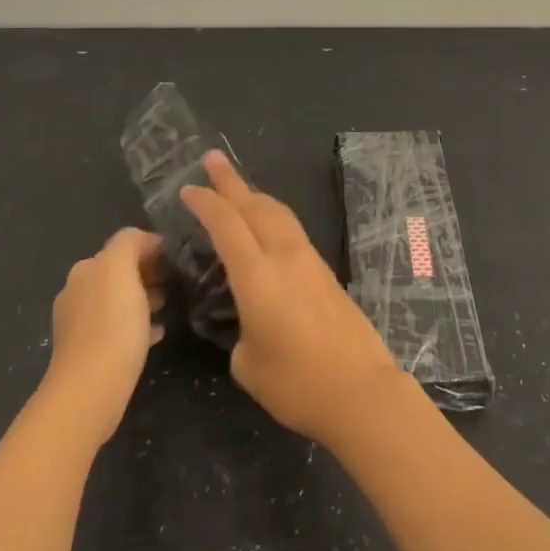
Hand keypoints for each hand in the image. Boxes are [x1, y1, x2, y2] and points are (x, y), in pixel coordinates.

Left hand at [42, 227, 165, 445]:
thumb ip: (130, 243)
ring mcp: (81, 325)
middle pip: (119, 273)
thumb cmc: (111, 324)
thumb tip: (145, 241)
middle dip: (148, 273)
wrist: (90, 389)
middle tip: (177, 281)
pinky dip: (139, 325)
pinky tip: (158, 333)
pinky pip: (119, 330)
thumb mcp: (121, 268)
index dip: (152, 247)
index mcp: (85, 270)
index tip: (177, 258)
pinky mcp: (90, 353)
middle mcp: (78, 292)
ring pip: (120, 301)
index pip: (123, 245)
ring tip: (170, 305)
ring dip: (144, 298)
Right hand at [181, 152, 403, 445]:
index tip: (187, 189)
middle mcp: (284, 256)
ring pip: (278, 213)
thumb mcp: (248, 363)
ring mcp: (309, 260)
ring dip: (254, 196)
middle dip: (230, 181)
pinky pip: (291, 229)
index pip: (226, 224)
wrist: (362, 391)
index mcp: (258, 274)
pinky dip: (271, 216)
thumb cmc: (298, 383)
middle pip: (255, 205)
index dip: (205, 202)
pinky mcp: (325, 272)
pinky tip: (266, 227)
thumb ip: (239, 332)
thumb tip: (248, 320)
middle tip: (211, 159)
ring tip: (238, 188)